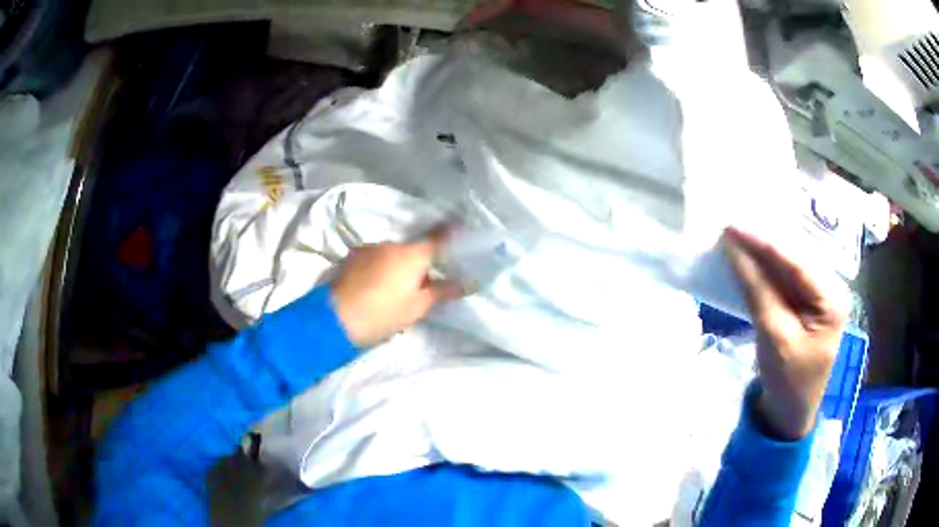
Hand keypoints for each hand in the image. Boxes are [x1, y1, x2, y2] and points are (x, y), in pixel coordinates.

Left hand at [331, 230, 464, 347]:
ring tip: (395, 289)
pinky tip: (376, 286)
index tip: (462, 231)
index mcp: (412, 254)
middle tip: (424, 285)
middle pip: (414, 249)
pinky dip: (381, 267)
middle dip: (421, 263)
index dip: (452, 234)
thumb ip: (443, 291)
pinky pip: (376, 257)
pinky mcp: (354, 256)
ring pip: (393, 253)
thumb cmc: (384, 313)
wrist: (337, 318)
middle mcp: (392, 244)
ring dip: (399, 265)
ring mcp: (370, 248)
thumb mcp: (418, 306)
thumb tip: (469, 283)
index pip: (439, 238)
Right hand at [722, 227, 847, 439]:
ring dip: (764, 249)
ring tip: (738, 234)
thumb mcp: (773, 337)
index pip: (796, 260)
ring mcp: (821, 292)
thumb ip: (757, 289)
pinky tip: (751, 256)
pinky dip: (767, 265)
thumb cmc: (787, 380)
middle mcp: (831, 286)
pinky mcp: (809, 299)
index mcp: (832, 298)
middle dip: (764, 239)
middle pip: (796, 254)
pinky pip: (787, 274)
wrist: (789, 412)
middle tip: (732, 223)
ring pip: (791, 260)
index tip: (732, 225)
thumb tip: (734, 247)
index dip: (764, 241)